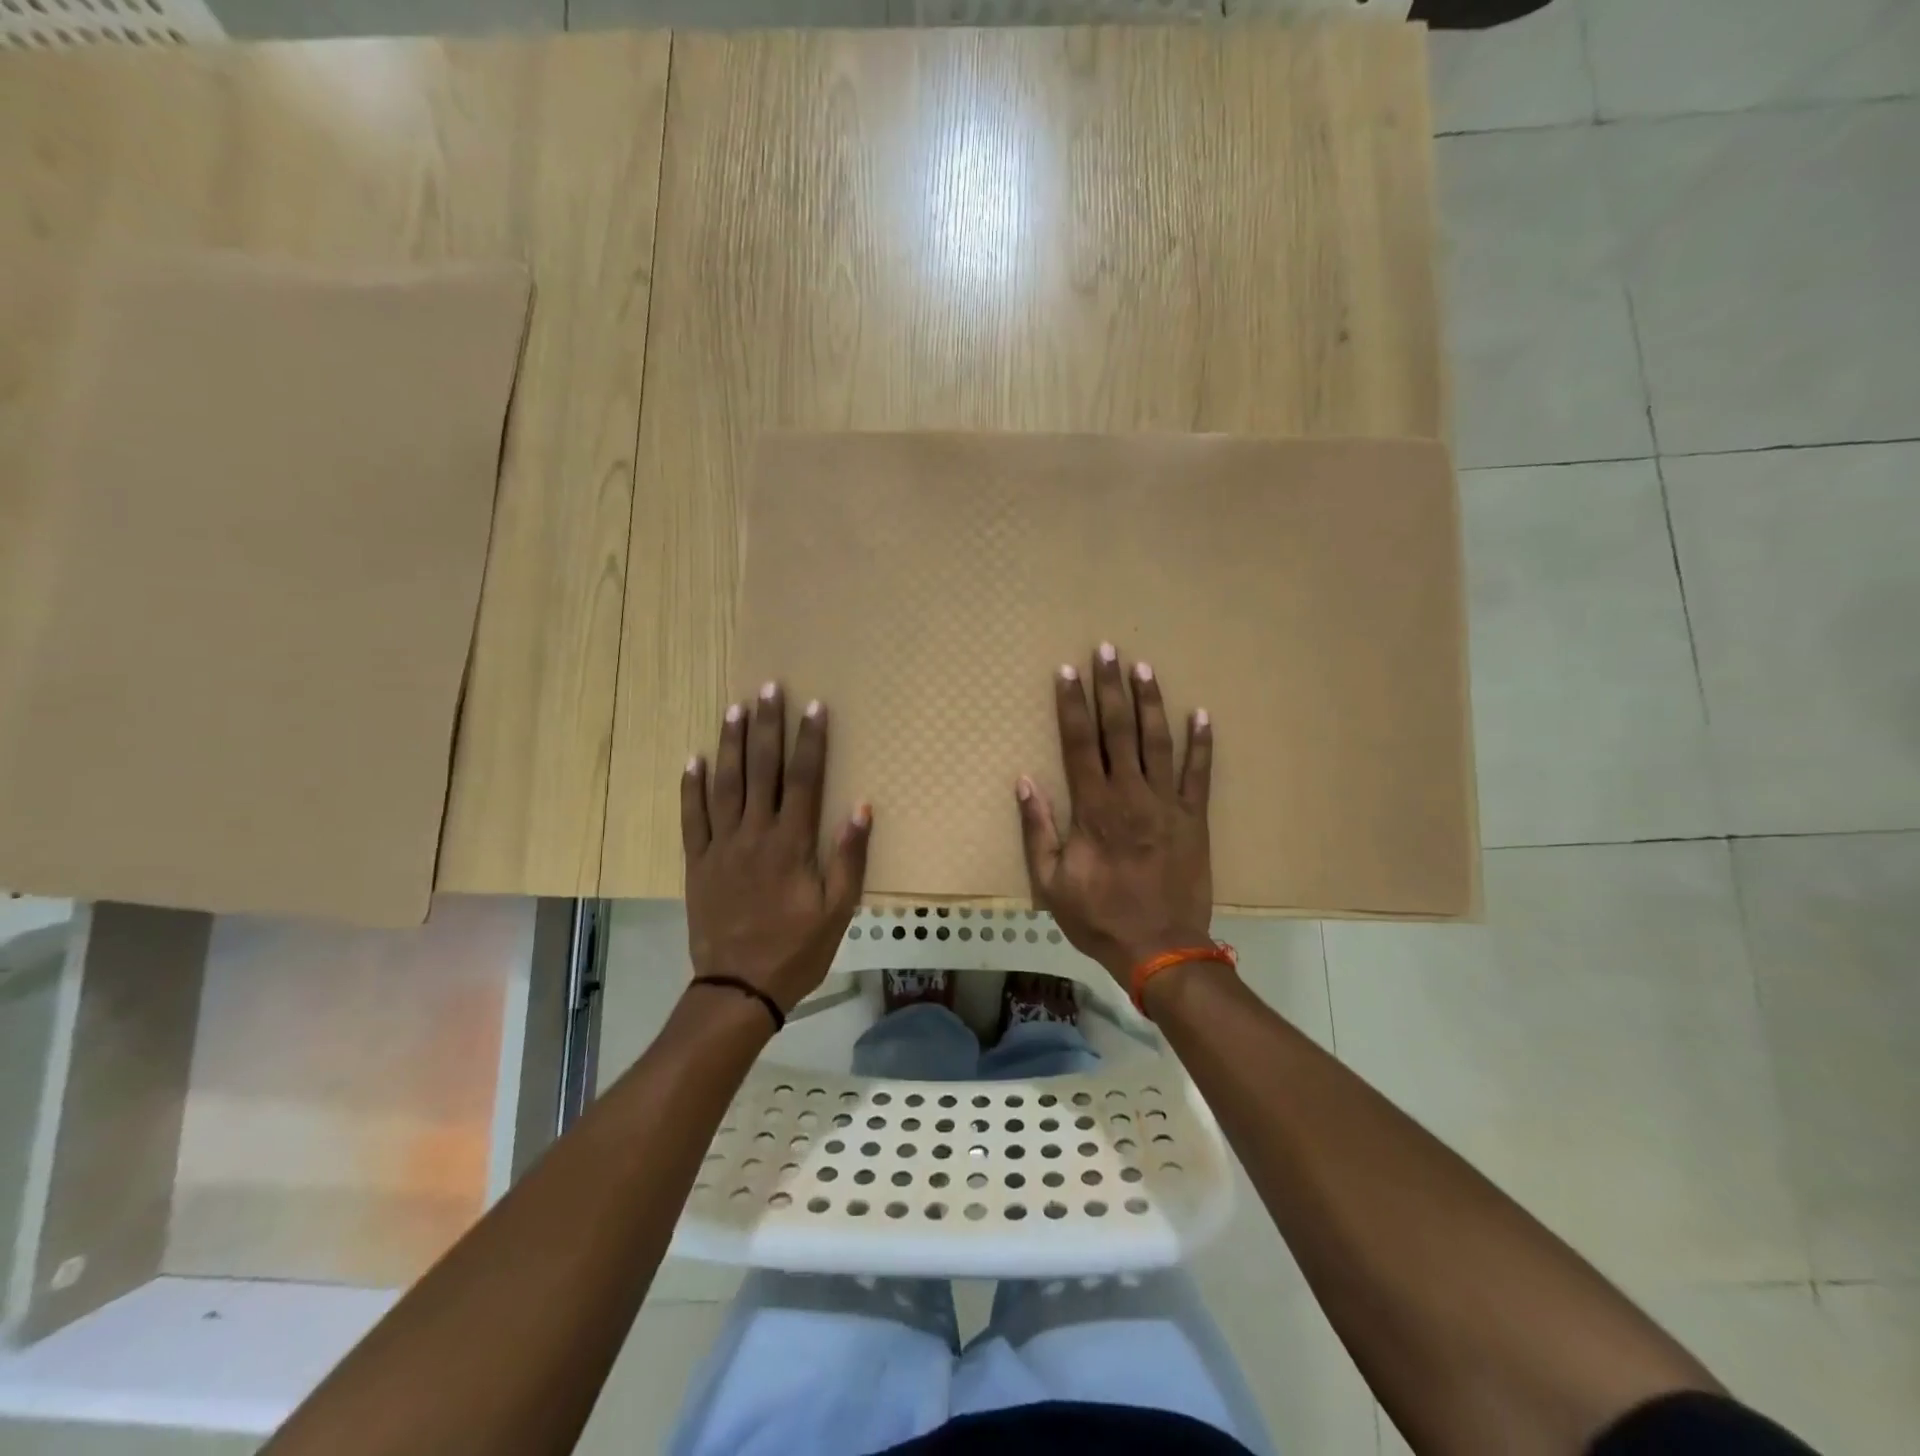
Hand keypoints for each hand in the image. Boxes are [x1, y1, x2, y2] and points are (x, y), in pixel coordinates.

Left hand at [682, 683, 871, 1013]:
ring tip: (735, 708)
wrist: (739, 988)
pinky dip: (691, 787)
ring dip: (731, 744)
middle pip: (762, 770)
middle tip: (770, 688)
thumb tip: (861, 807)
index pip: (804, 780)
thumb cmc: (797, 949)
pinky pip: (691, 818)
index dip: (810, 741)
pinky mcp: (697, 863)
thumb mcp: (838, 910)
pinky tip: (693, 759)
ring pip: (725, 785)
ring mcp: (721, 847)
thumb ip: (849, 857)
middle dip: (767, 726)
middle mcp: (755, 835)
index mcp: (792, 844)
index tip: (814, 707)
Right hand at [1016, 643, 1214, 986]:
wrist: (1160, 948)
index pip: (1079, 743)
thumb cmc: (1099, 916)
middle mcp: (1130, 794)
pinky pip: (1199, 773)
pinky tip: (1201, 714)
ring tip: (1144, 668)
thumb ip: (1037, 829)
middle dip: (1110, 687)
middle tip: (1107, 649)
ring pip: (1157, 742)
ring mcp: (1167, 803)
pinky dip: (1201, 743)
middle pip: (1119, 730)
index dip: (1072, 705)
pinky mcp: (1195, 818)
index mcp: (1093, 808)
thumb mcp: (1050, 882)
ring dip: (1150, 702)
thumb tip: (1024, 781)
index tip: (1067, 671)